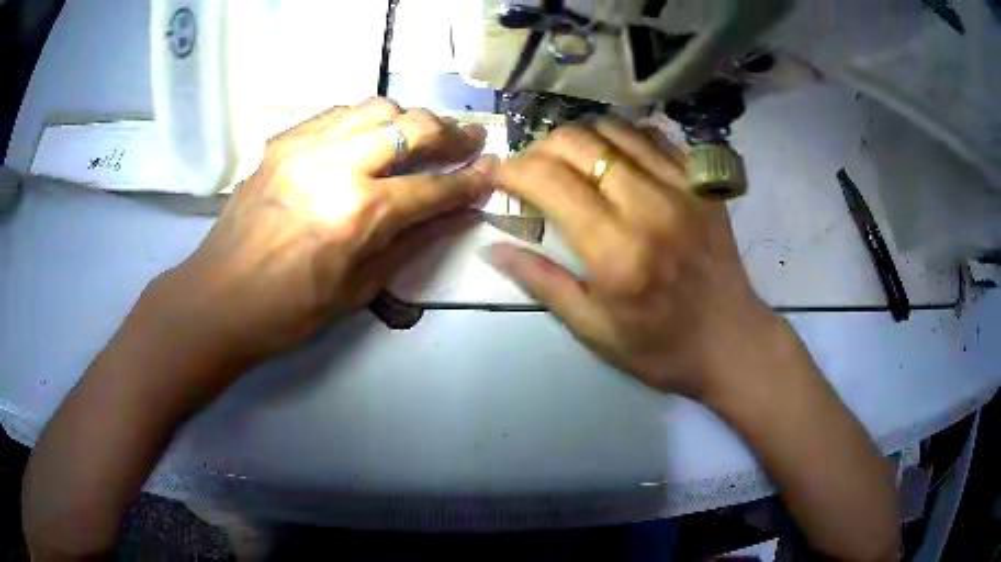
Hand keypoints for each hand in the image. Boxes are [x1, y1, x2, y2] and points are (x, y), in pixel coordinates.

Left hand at [142, 98, 492, 374]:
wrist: (217, 299)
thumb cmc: (289, 311)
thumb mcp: (359, 289)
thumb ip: (413, 242)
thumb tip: (459, 214)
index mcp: (356, 216)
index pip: (432, 188)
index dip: (470, 181)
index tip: (493, 170)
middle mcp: (335, 167)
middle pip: (411, 127)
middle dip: (451, 133)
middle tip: (468, 142)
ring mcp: (303, 147)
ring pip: (376, 107)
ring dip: (408, 119)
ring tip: (420, 136)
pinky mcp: (281, 142)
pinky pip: (336, 113)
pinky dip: (364, 120)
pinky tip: (369, 138)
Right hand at [486, 117, 779, 399]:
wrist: (733, 342)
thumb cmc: (661, 348)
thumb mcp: (593, 329)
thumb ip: (541, 282)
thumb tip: (492, 248)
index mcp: (616, 251)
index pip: (550, 181)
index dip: (514, 169)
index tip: (498, 175)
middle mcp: (650, 206)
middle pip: (579, 143)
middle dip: (540, 148)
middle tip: (530, 171)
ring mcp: (683, 188)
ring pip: (615, 130)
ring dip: (579, 139)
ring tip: (567, 164)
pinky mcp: (703, 183)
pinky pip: (653, 137)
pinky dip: (621, 139)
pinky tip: (613, 161)